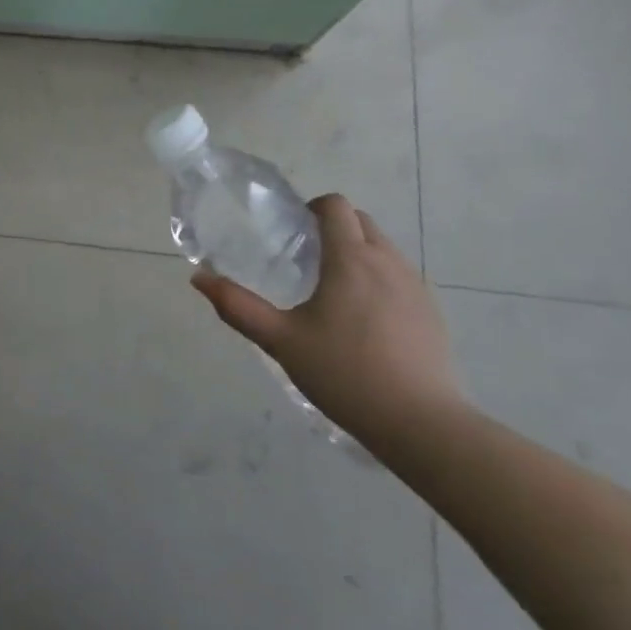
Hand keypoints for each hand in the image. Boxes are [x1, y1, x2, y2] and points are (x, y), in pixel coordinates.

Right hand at [191, 194, 465, 450]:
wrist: (420, 423)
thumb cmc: (345, 374)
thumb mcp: (281, 341)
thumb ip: (238, 307)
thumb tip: (199, 278)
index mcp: (350, 259)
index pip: (335, 206)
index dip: (312, 208)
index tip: (292, 232)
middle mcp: (387, 261)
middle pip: (360, 220)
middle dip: (333, 227)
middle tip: (306, 259)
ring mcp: (415, 286)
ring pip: (383, 247)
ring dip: (357, 252)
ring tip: (333, 290)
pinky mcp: (431, 311)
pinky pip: (400, 275)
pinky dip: (379, 278)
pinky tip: (365, 320)